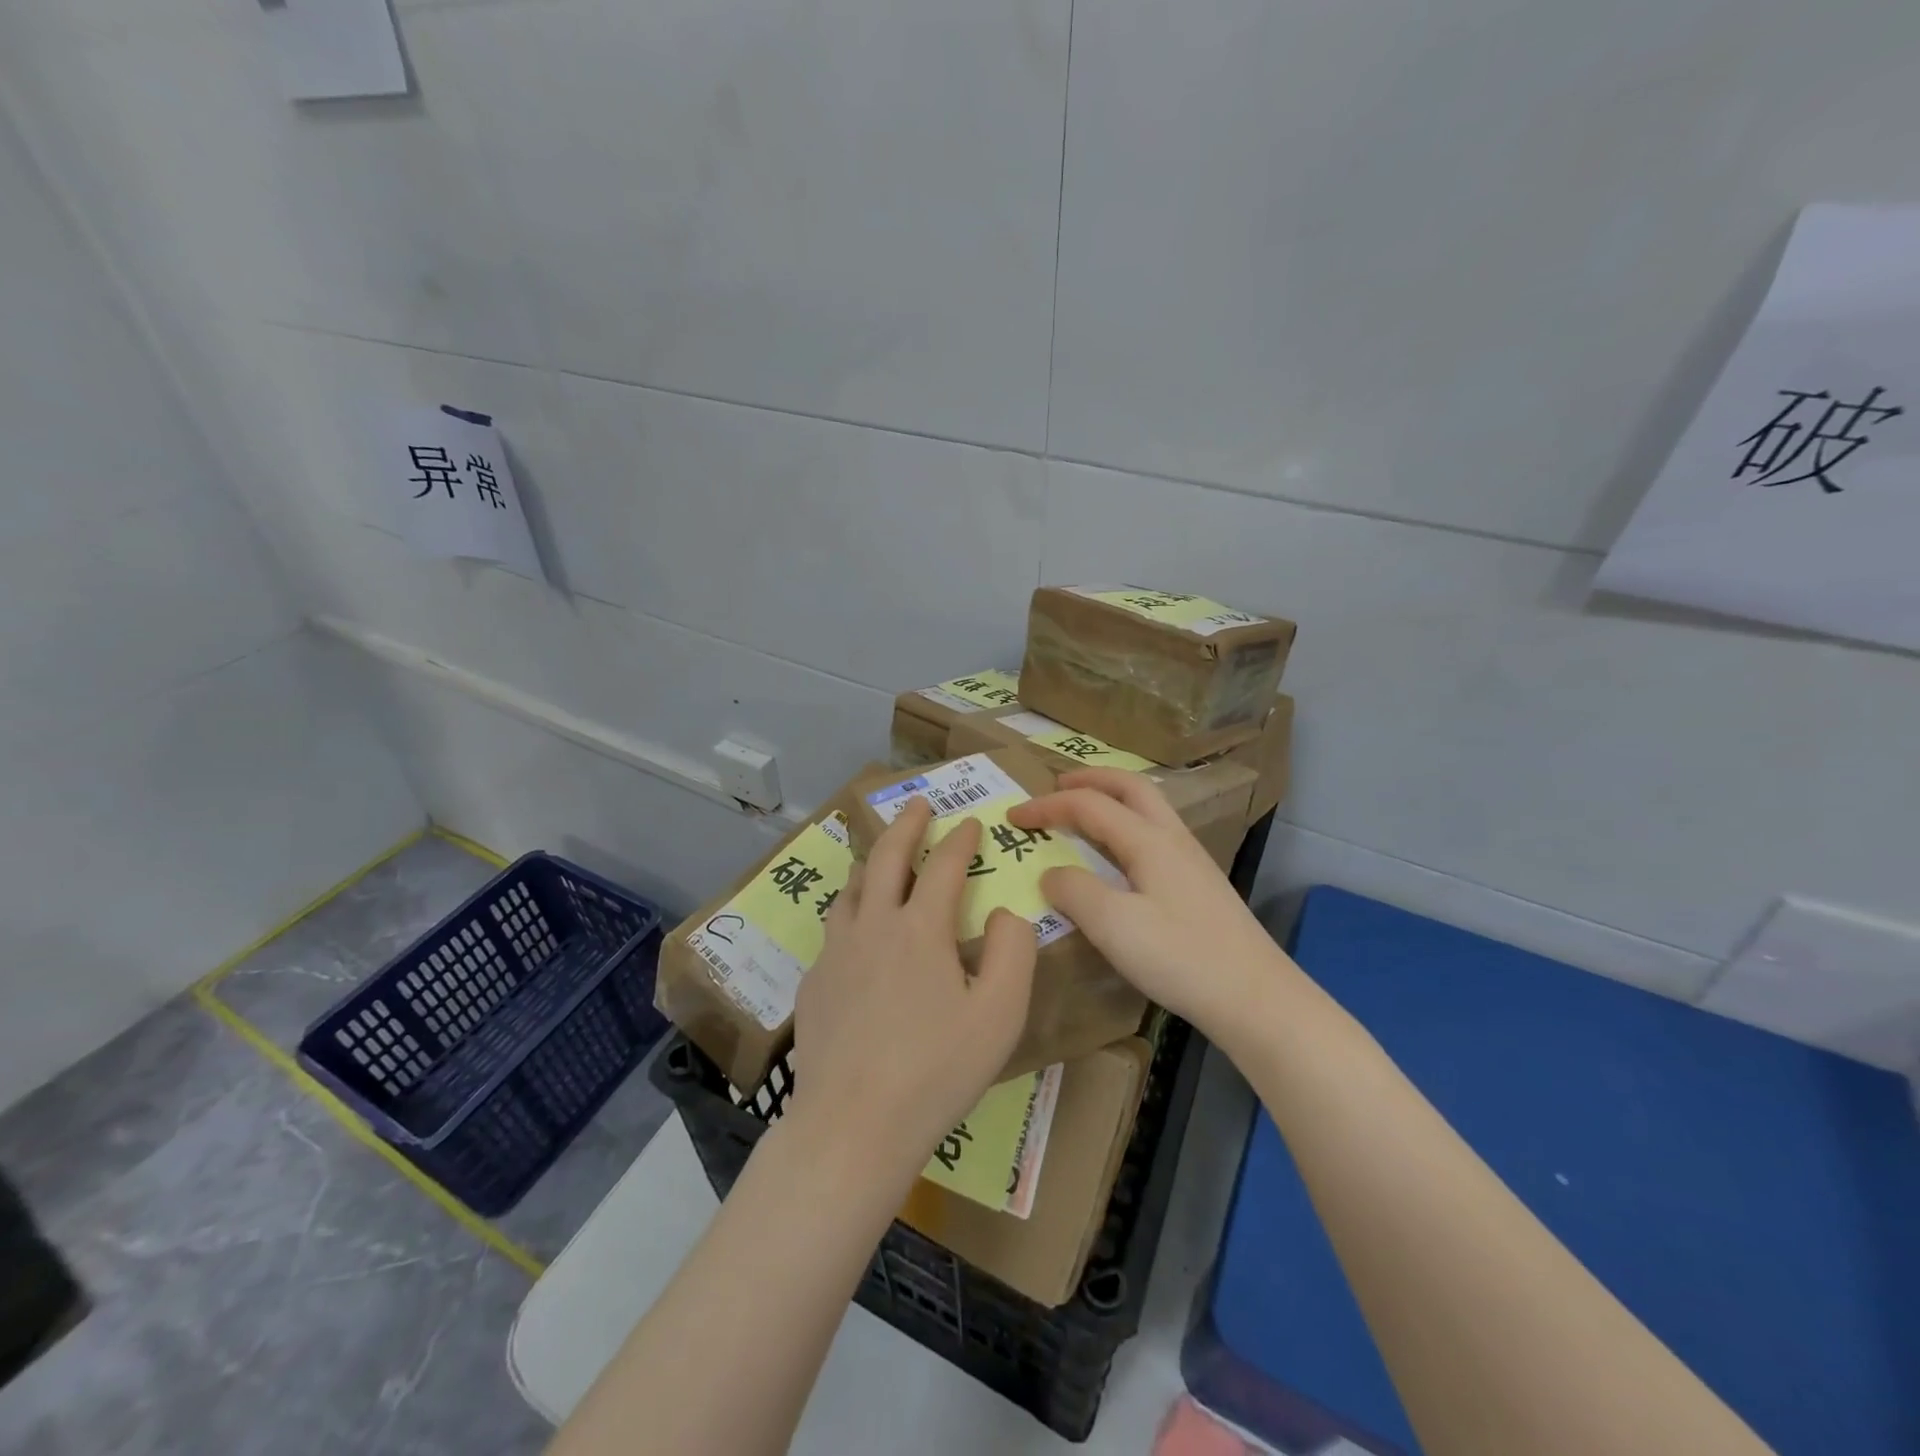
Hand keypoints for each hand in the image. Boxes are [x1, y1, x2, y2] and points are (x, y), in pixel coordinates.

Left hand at [790, 797, 1037, 1186]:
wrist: (853, 1126)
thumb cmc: (937, 1070)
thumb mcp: (999, 1014)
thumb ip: (1012, 951)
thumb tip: (1002, 912)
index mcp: (920, 929)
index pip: (943, 866)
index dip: (960, 840)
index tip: (971, 824)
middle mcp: (873, 926)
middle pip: (886, 858)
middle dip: (906, 825)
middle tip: (918, 803)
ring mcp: (835, 953)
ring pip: (851, 889)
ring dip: (870, 863)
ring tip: (881, 857)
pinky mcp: (814, 983)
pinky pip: (834, 930)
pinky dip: (852, 912)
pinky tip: (857, 933)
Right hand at [1007, 769, 1295, 1041]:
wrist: (1255, 997)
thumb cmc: (1180, 957)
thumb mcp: (1113, 926)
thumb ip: (1074, 891)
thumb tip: (1051, 874)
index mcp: (1148, 840)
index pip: (1089, 805)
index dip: (1047, 806)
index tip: (1013, 816)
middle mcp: (1172, 838)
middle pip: (1129, 787)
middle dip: (1089, 779)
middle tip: (1056, 785)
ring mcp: (1190, 860)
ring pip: (1147, 808)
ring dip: (1111, 798)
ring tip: (1083, 812)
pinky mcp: (1198, 884)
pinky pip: (1154, 833)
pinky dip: (1126, 825)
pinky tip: (1119, 855)